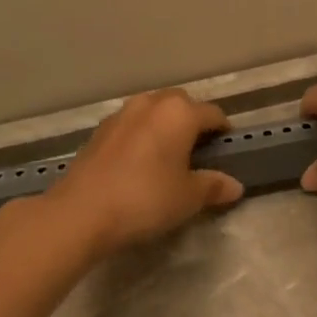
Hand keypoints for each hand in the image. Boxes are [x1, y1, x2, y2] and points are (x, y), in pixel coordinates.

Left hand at [45, 89, 243, 254]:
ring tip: (169, 155)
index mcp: (179, 113)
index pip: (213, 114)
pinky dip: (142, 136)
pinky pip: (131, 126)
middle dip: (193, 121)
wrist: (82, 212)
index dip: (224, 131)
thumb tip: (234, 185)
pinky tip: (140, 163)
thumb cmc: (146, 199)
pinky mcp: (99, 132)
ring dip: (164, 126)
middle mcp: (151, 104)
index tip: (227, 150)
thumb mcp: (188, 197)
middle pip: (181, 104)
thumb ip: (213, 187)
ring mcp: (121, 115)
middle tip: (199, 151)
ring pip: (153, 111)